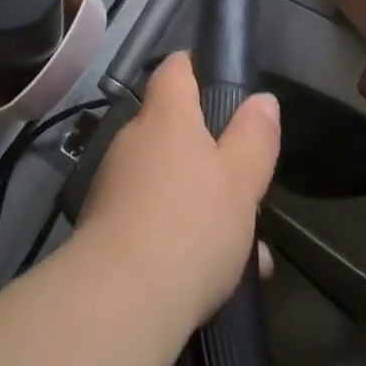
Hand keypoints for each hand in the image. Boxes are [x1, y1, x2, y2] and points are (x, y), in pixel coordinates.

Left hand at [76, 53, 279, 332]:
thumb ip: (254, 137)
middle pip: (171, 128)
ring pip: (166, 178)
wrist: (121, 299)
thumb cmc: (191, 225)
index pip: (175, 69)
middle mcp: (133, 140)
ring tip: (245, 246)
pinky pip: (151, 214)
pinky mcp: (104, 224)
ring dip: (200, 199)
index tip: (219, 80)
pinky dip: (180, 231)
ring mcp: (114, 182)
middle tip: (244, 180)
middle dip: (209, 151)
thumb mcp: (241, 180)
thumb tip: (262, 100)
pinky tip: (214, 275)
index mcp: (166, 118)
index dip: (196, 67)